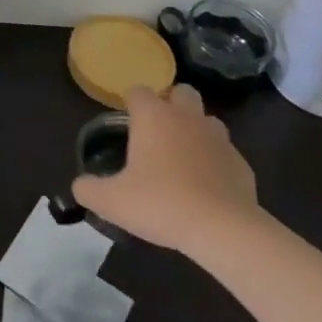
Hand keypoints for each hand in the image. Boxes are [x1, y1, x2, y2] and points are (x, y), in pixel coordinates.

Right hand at [71, 84, 261, 255]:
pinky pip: (226, 154)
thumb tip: (79, 186)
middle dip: (172, 104)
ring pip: (208, 120)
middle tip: (159, 134)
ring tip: (185, 158)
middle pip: (181, 92)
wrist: (223, 230)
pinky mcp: (242, 164)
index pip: (138, 91)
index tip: (127, 124)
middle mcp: (187, 117)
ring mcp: (219, 139)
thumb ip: (89, 189)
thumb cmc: (161, 203)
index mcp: (153, 116)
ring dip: (197, 131)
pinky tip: (208, 188)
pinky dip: (217, 163)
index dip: (131, 103)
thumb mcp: (112, 201)